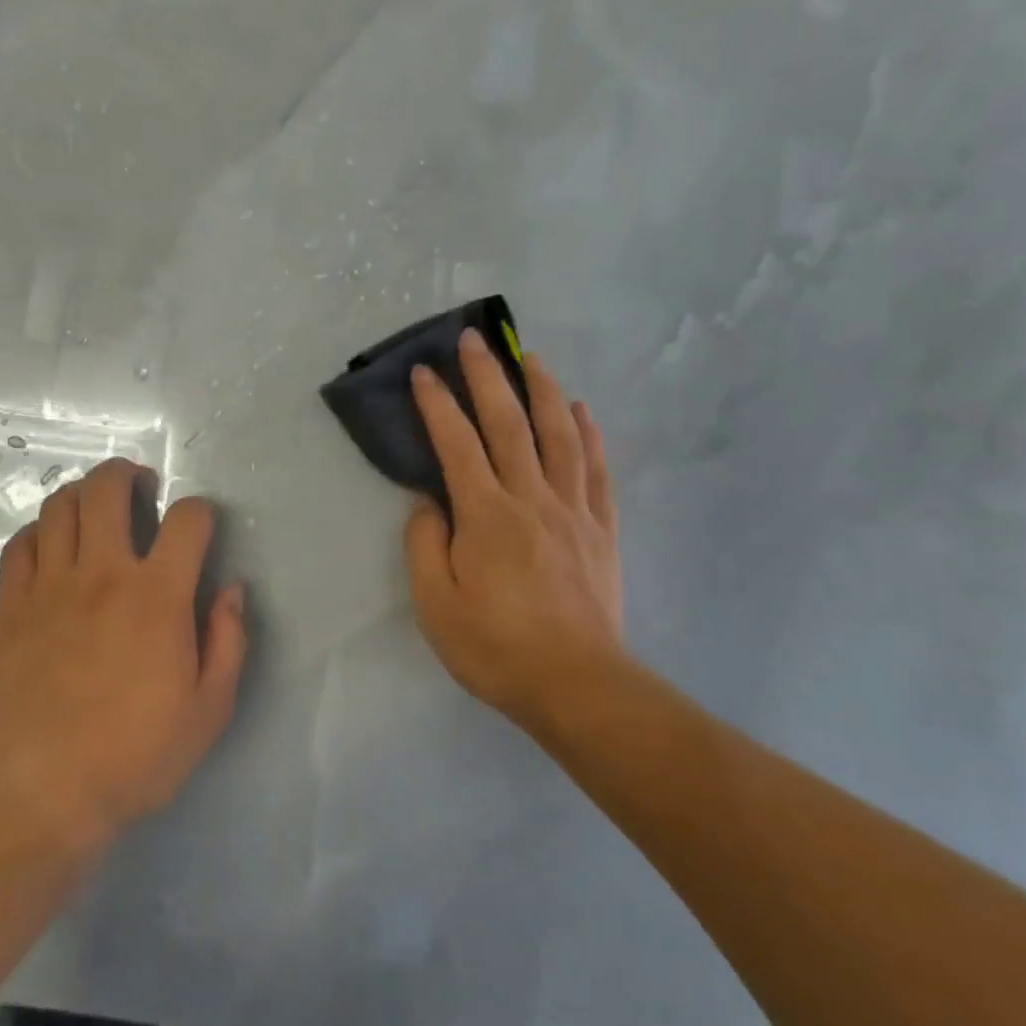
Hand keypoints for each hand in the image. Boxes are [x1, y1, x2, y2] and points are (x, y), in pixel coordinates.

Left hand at [0, 458, 246, 843]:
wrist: (43, 789)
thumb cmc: (135, 754)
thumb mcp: (209, 709)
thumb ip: (229, 641)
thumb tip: (231, 590)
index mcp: (158, 596)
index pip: (187, 520)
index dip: (200, 512)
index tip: (200, 529)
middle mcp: (103, 574)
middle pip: (108, 489)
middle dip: (128, 474)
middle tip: (140, 487)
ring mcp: (51, 585)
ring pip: (60, 506)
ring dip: (83, 494)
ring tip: (97, 509)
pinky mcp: (13, 605)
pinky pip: (22, 544)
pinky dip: (40, 531)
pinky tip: (53, 547)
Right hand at [403, 330, 626, 732]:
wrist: (576, 685)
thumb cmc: (495, 647)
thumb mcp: (435, 604)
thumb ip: (424, 544)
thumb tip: (429, 502)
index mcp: (486, 514)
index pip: (456, 443)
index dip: (438, 403)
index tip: (424, 372)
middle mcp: (531, 498)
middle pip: (509, 423)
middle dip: (488, 377)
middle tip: (474, 340)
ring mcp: (573, 510)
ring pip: (559, 435)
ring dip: (543, 390)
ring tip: (531, 358)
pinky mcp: (601, 529)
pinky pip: (597, 470)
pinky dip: (589, 434)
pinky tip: (582, 411)